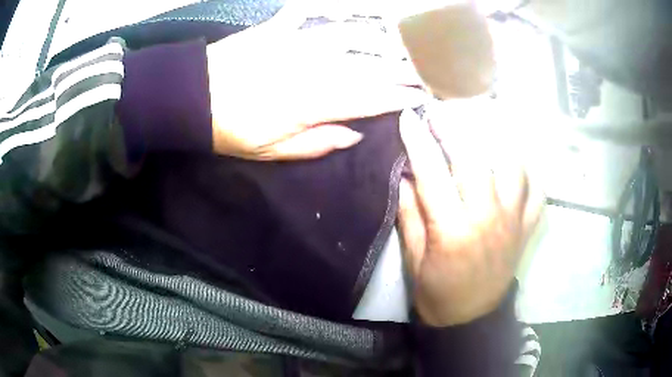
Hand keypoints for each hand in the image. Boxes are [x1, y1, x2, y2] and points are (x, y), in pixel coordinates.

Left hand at [206, 18, 425, 159]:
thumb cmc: (230, 130)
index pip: (369, 98)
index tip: (421, 95)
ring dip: (376, 37)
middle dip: (400, 68)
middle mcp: (313, 68)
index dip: (397, 97)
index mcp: (313, 103)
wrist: (192, 98)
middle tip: (424, 69)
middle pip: (367, 65)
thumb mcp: (272, 151)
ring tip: (398, 41)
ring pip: (348, 35)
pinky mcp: (277, 28)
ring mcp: (295, 42)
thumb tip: (355, 135)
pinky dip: (325, 8)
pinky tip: (344, 9)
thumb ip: (317, 144)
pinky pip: (307, 12)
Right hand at [397, 109, 543, 326]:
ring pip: (514, 168)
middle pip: (474, 161)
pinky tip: (518, 164)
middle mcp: (487, 219)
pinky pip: (537, 193)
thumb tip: (405, 176)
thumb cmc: (437, 293)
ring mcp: (513, 223)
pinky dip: (531, 174)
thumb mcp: (414, 260)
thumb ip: (410, 216)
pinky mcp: (526, 230)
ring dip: (498, 142)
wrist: (470, 320)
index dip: (419, 141)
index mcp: (453, 230)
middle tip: (441, 111)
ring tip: (484, 128)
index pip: (432, 174)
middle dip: (455, 129)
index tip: (409, 117)